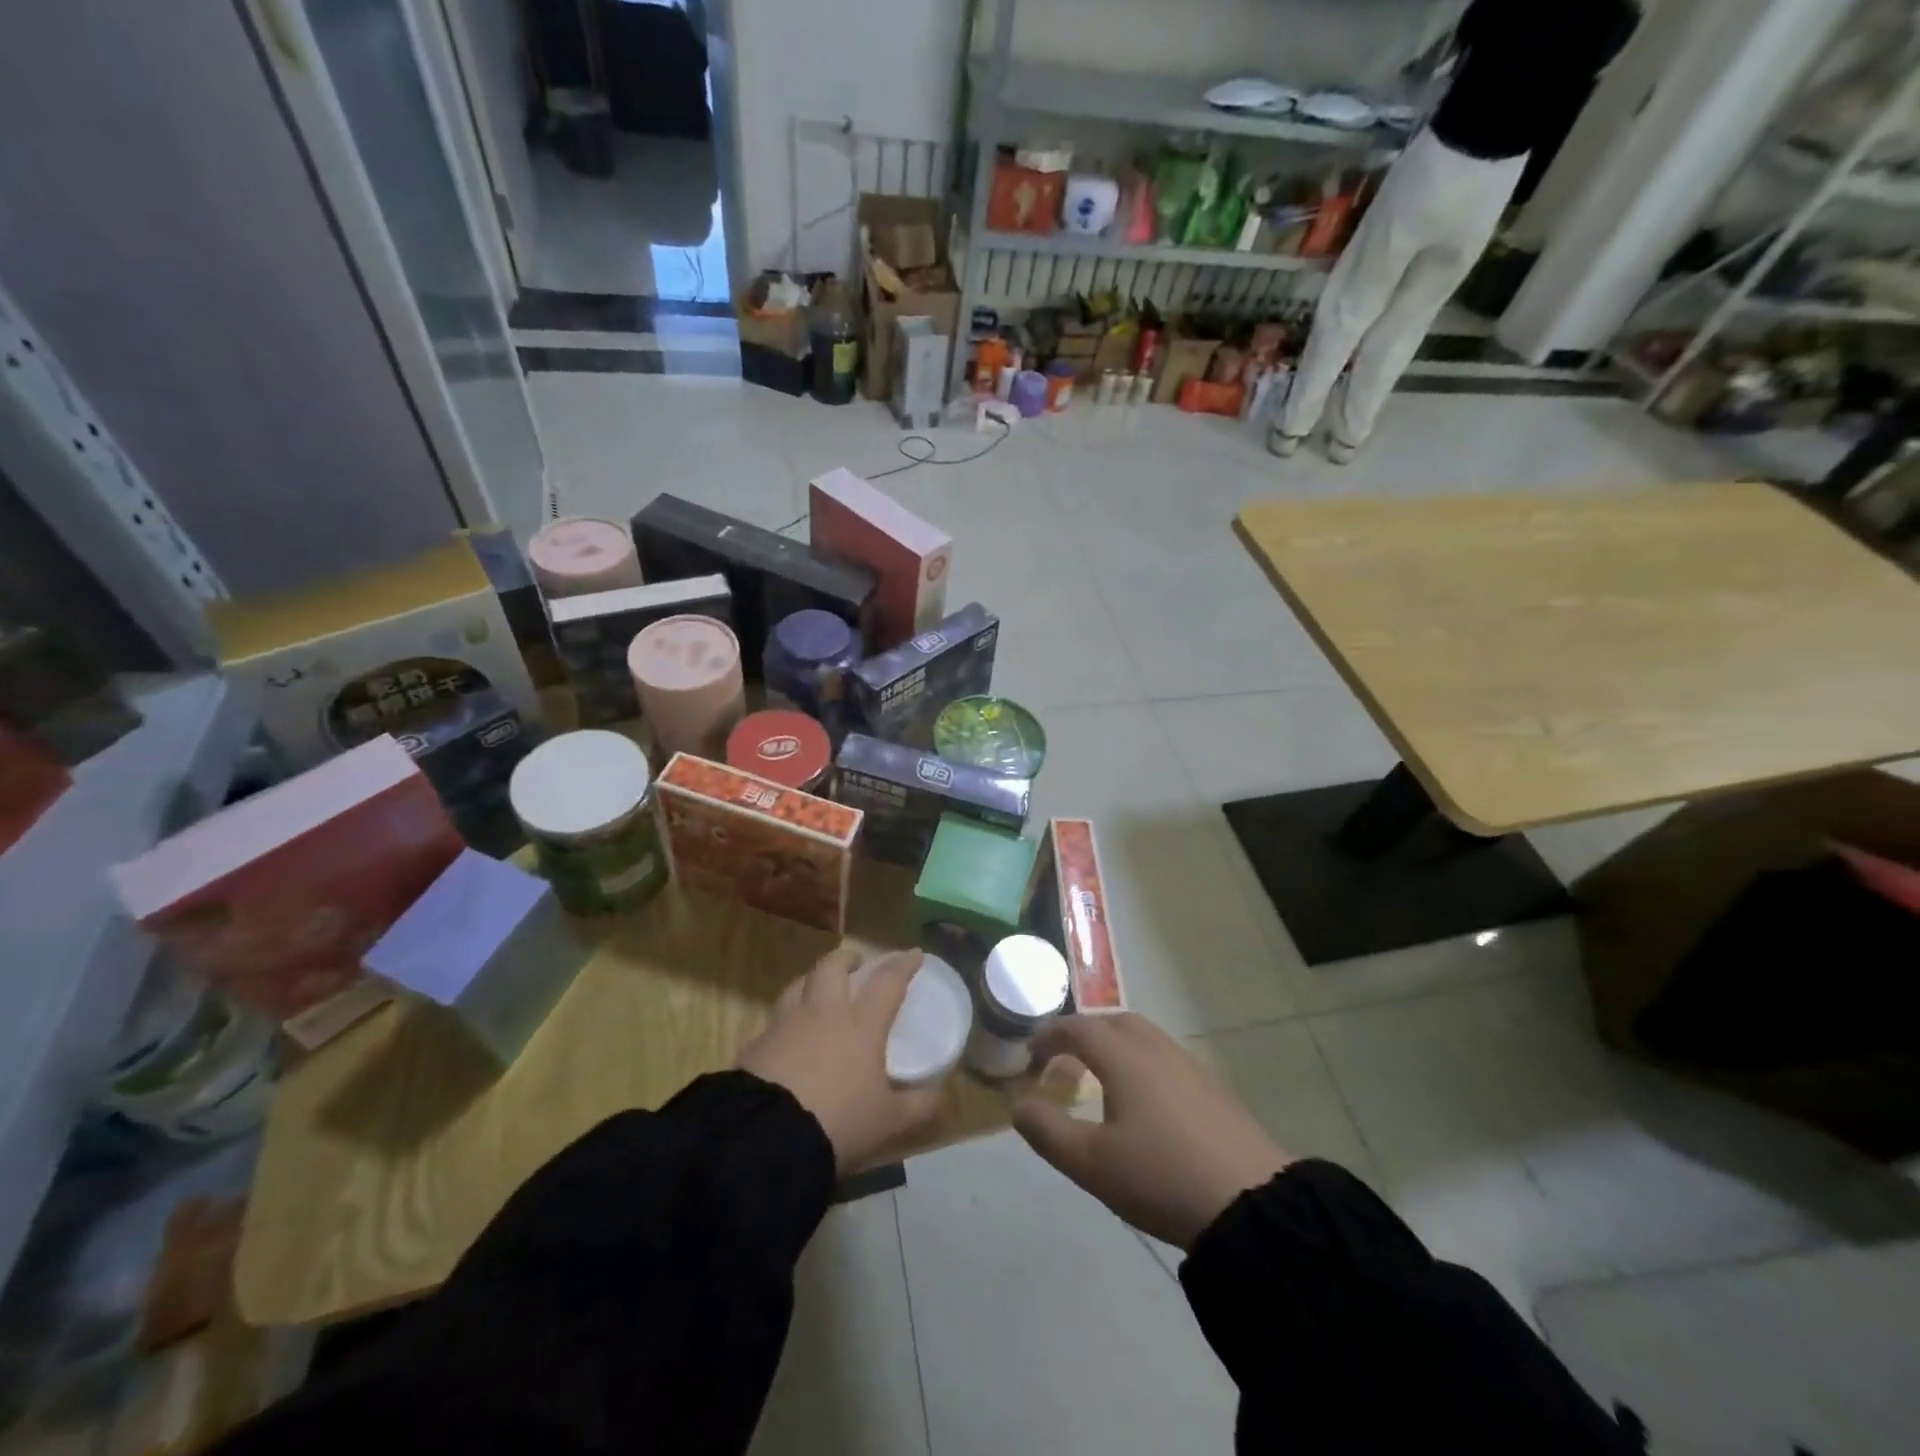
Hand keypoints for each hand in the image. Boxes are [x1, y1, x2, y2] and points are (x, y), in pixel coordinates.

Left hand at [738, 947, 941, 1174]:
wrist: (767, 1138)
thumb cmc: (838, 1123)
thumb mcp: (888, 1122)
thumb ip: (917, 1106)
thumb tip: (939, 1094)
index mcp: (861, 1025)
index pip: (887, 982)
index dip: (902, 965)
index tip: (913, 954)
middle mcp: (823, 1014)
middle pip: (831, 968)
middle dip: (845, 959)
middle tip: (855, 963)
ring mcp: (784, 1026)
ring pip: (796, 986)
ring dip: (810, 981)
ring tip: (816, 990)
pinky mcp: (755, 1046)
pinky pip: (772, 1023)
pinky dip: (783, 1023)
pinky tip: (785, 1039)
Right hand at [1014, 1013, 1289, 1250]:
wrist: (1251, 1204)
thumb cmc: (1161, 1176)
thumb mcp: (1091, 1163)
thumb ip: (1048, 1131)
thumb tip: (1019, 1106)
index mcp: (1124, 1057)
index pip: (1078, 1028)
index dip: (1049, 1036)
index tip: (1030, 1056)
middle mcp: (1157, 1049)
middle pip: (1115, 1021)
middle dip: (1085, 1033)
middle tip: (1065, 1059)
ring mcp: (1191, 1067)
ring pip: (1145, 1038)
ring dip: (1116, 1046)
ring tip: (1102, 1078)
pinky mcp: (1214, 1090)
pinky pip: (1167, 1059)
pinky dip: (1143, 1064)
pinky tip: (1146, 1102)